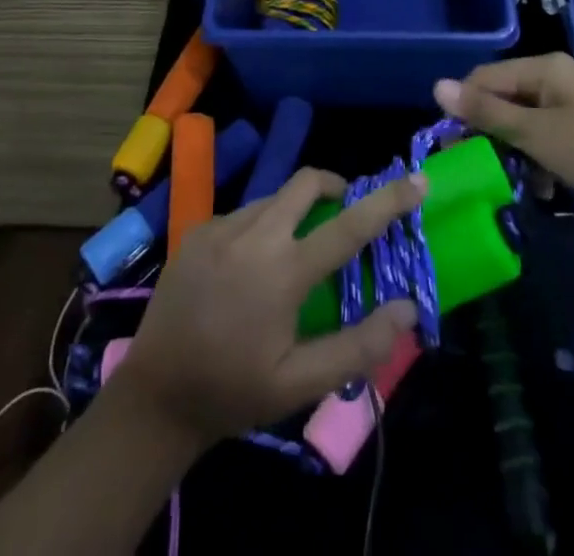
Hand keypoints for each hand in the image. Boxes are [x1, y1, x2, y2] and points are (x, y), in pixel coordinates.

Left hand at [118, 167, 424, 448]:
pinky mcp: (198, 229)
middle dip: (335, 186)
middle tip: (346, 213)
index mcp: (283, 270)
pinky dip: (263, 225)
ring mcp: (222, 226)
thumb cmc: (233, 391)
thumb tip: (407, 307)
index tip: (418, 179)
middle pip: (307, 182)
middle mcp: (254, 234)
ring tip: (295, 255)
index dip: (388, 200)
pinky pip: (244, 213)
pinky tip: (252, 267)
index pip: (349, 224)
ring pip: (274, 196)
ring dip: (295, 211)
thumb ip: (357, 346)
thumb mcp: (300, 384)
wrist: (155, 394)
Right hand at [434, 55, 573, 225]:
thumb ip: (486, 112)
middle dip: (487, 132)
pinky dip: (535, 157)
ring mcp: (569, 102)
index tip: (450, 149)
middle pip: (502, 97)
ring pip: (521, 120)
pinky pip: (543, 134)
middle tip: (473, 169)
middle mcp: (554, 77)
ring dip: (511, 149)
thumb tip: (436, 86)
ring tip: (507, 182)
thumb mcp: (537, 135)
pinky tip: (540, 186)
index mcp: (543, 68)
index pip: (483, 77)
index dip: (463, 109)